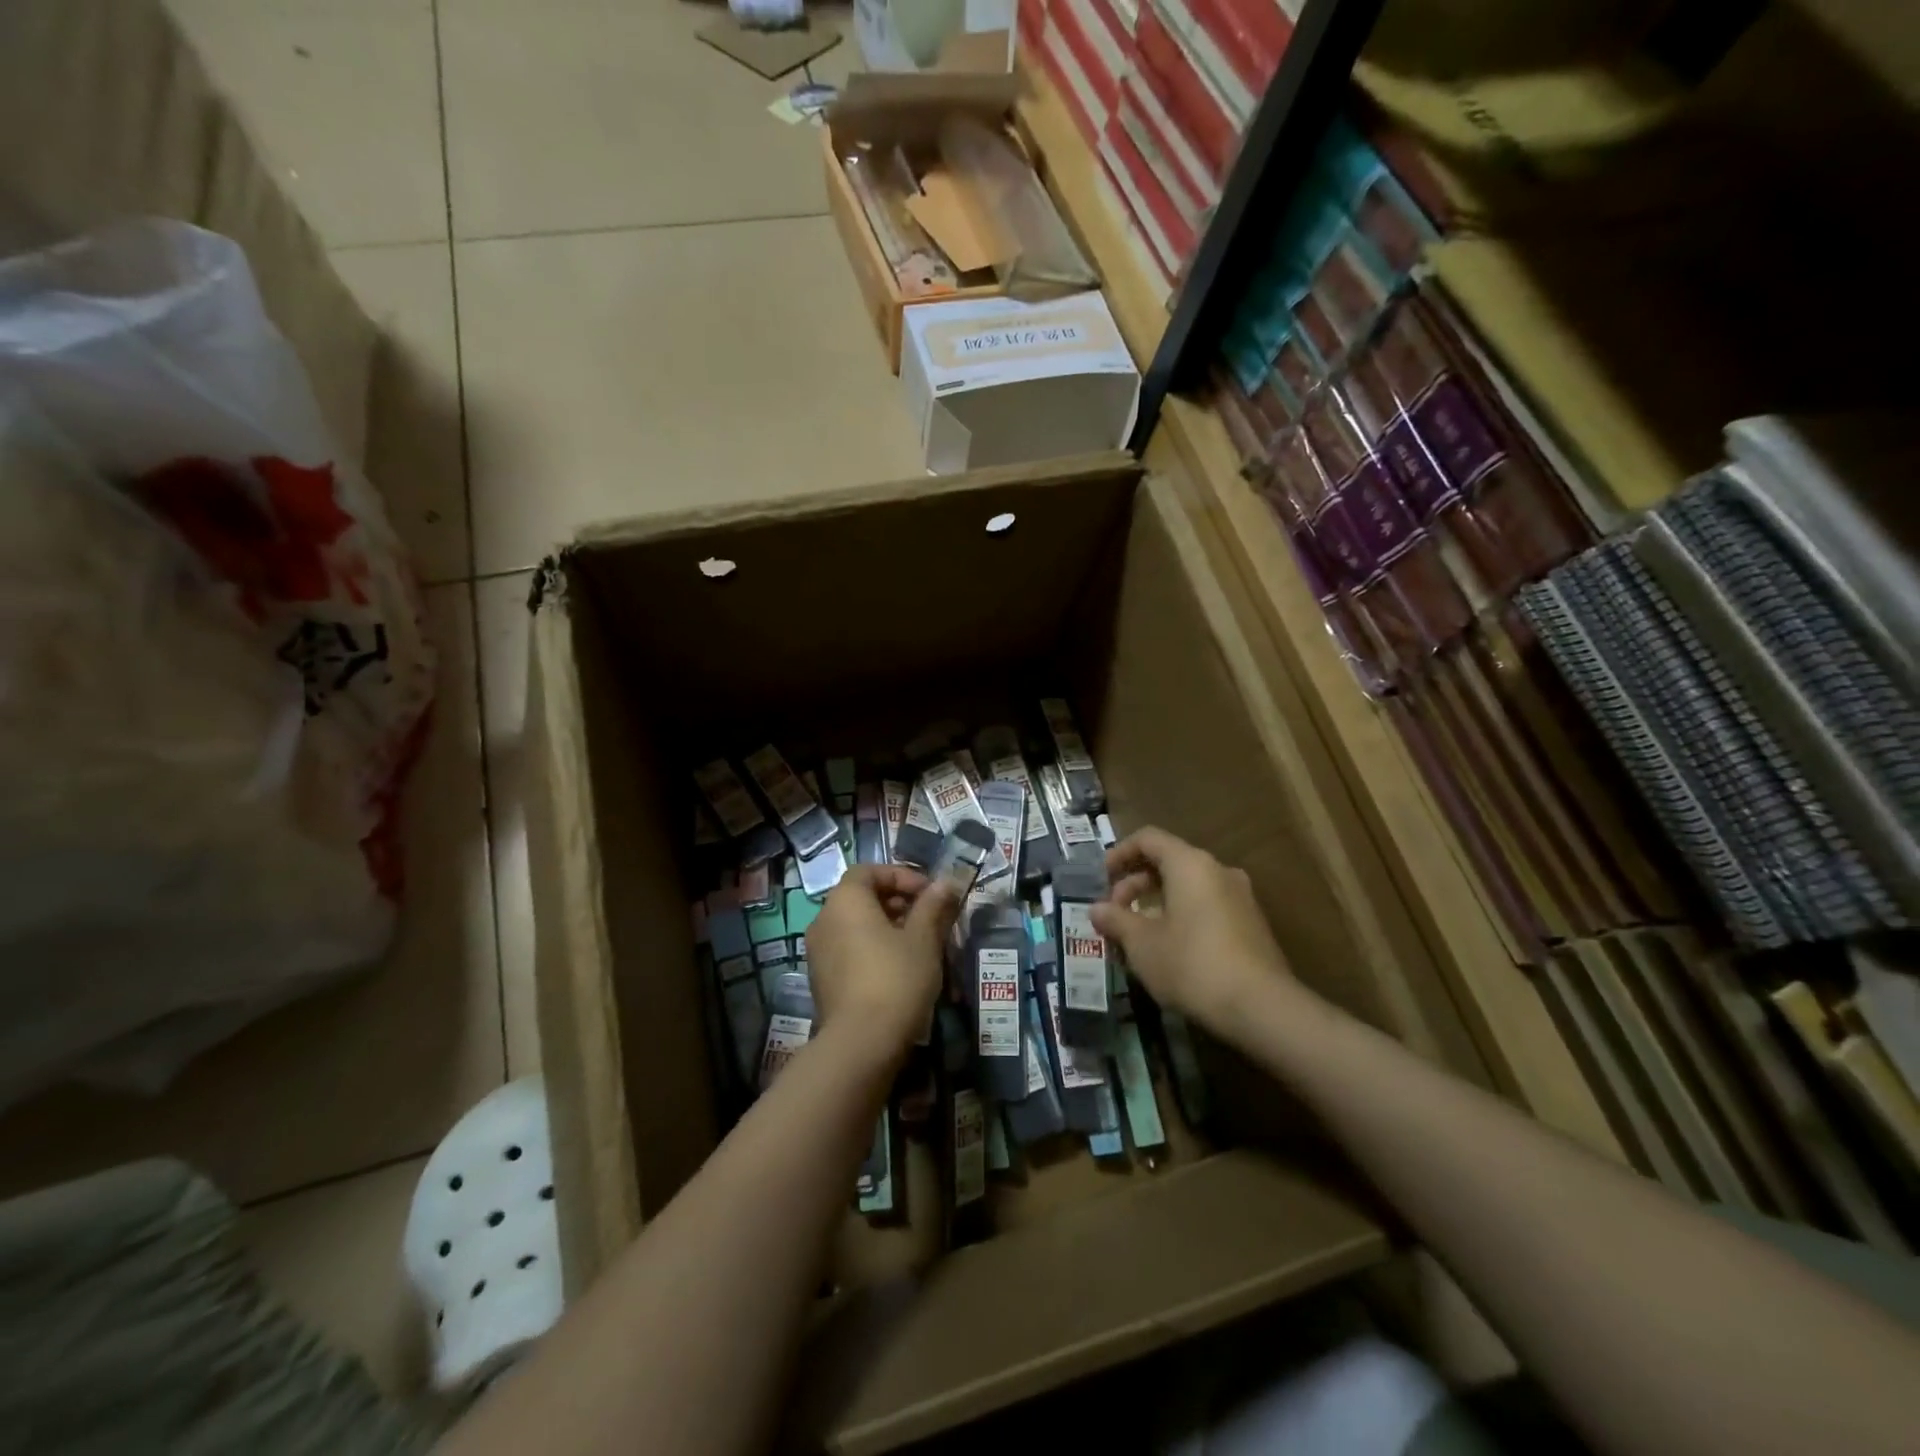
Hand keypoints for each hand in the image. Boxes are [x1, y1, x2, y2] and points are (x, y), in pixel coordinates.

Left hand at [805, 865, 957, 1066]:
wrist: (861, 1043)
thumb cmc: (896, 978)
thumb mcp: (924, 938)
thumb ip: (933, 905)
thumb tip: (947, 882)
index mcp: (845, 900)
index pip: (869, 871)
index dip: (901, 877)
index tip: (930, 894)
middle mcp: (823, 919)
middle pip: (861, 897)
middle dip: (897, 902)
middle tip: (929, 919)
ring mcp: (818, 951)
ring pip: (855, 925)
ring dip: (886, 926)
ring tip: (919, 945)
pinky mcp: (821, 979)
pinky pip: (848, 949)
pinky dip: (871, 948)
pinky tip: (898, 969)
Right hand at [1090, 826, 1295, 1029]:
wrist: (1261, 1008)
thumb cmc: (1191, 964)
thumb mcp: (1141, 943)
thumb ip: (1116, 920)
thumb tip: (1097, 909)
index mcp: (1190, 864)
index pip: (1149, 838)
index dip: (1120, 853)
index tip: (1102, 878)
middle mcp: (1218, 871)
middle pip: (1169, 862)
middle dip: (1135, 884)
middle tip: (1114, 914)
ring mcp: (1240, 898)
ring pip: (1188, 887)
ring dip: (1157, 903)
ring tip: (1136, 935)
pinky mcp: (1251, 925)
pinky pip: (1207, 907)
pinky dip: (1181, 916)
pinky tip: (1168, 949)